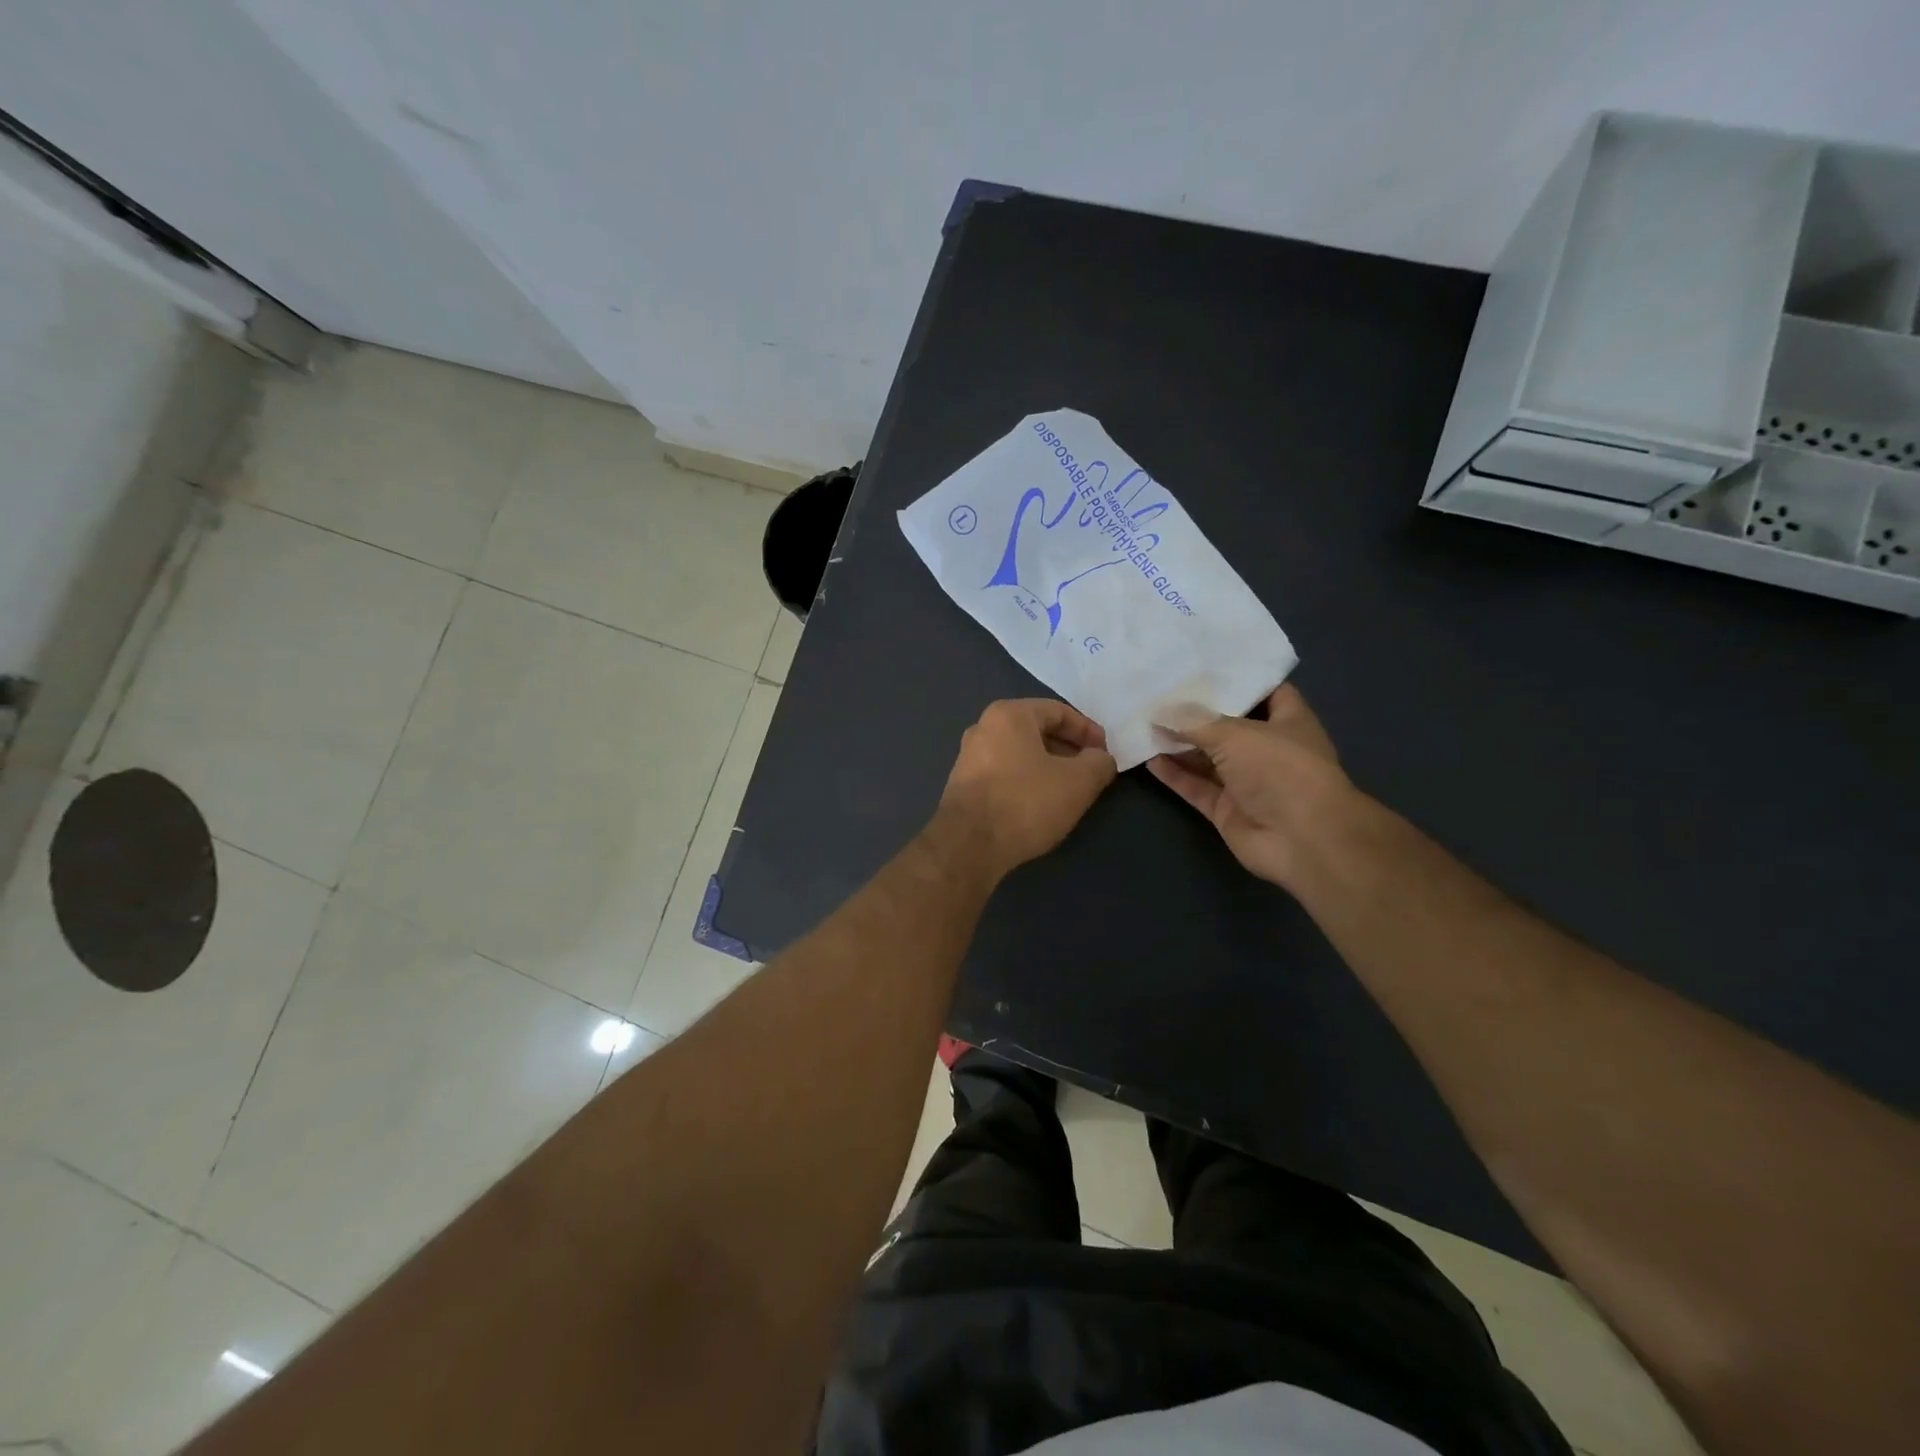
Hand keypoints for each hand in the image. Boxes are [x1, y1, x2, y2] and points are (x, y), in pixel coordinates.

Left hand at [933, 699, 1117, 878]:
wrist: (969, 846)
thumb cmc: (1025, 803)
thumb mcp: (1078, 782)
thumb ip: (1099, 763)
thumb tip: (1101, 759)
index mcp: (1008, 715)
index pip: (1058, 711)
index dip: (1088, 731)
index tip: (1105, 754)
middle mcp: (983, 728)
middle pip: (1037, 730)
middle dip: (1068, 749)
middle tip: (1090, 772)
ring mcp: (968, 757)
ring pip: (1020, 754)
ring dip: (1048, 767)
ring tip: (1069, 791)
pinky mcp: (963, 786)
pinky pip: (1004, 773)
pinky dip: (1027, 782)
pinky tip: (1040, 805)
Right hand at [1147, 685, 1354, 888]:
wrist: (1301, 839)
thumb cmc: (1280, 770)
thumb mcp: (1235, 734)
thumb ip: (1195, 723)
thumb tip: (1160, 713)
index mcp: (1288, 722)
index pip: (1266, 692)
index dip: (1238, 679)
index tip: (1202, 666)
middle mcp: (1268, 750)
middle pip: (1228, 726)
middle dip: (1197, 713)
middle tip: (1160, 693)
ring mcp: (1247, 782)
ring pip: (1208, 759)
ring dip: (1179, 744)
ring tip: (1145, 723)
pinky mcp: (1228, 810)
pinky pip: (1196, 787)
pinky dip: (1175, 775)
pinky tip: (1148, 758)